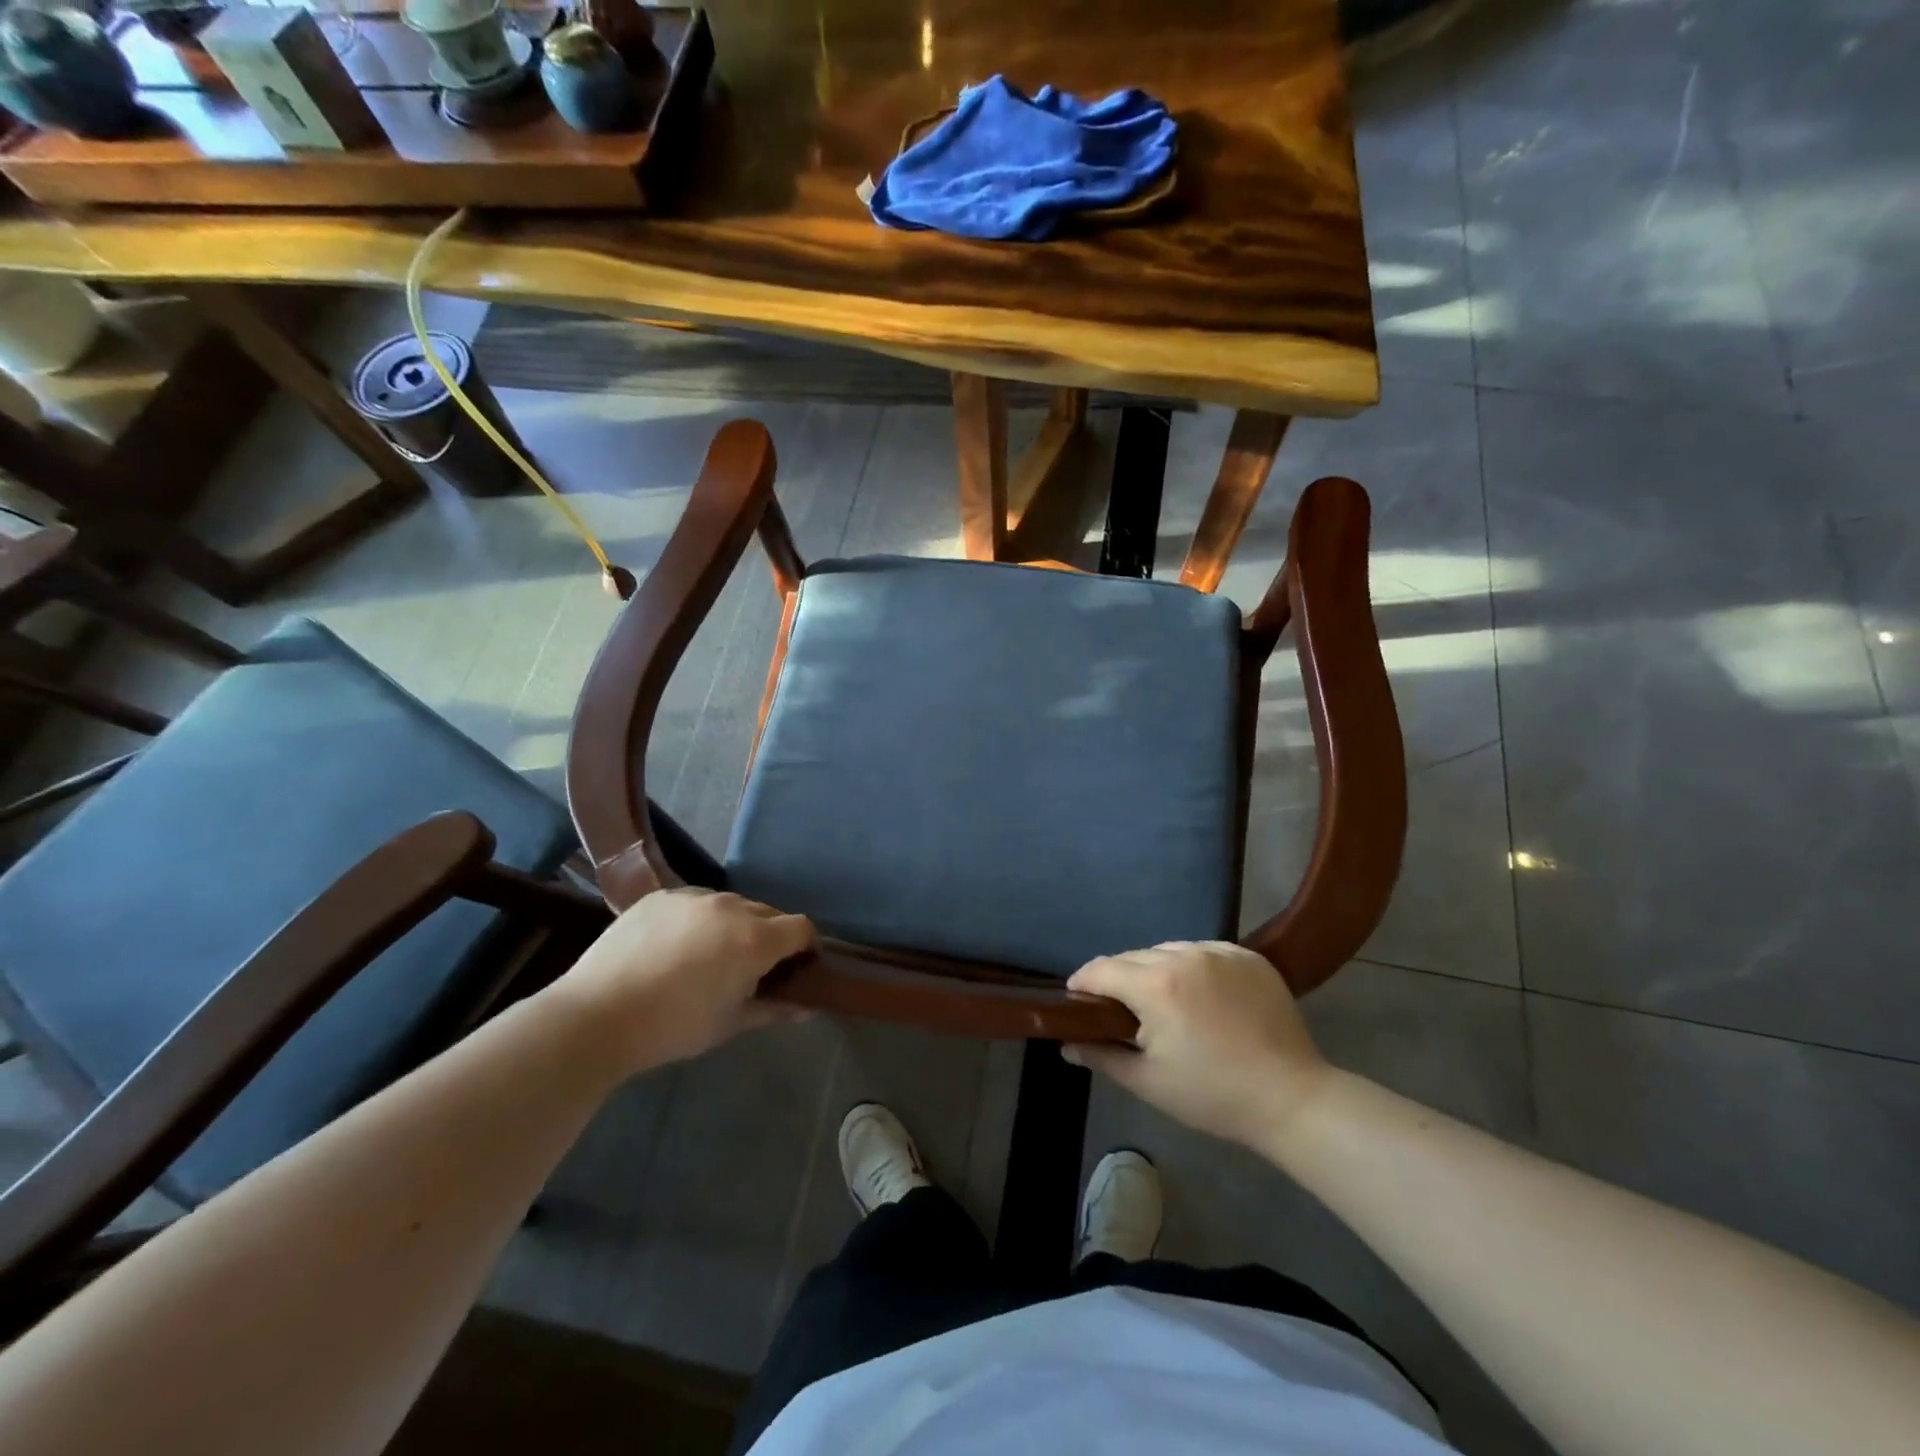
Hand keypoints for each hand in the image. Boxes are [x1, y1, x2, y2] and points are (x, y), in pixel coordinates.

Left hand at [553, 889, 815, 1074]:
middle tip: (750, 968)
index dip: (806, 946)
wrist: (596, 1016)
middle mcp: (731, 907)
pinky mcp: (661, 896)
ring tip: (709, 956)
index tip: (796, 968)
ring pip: (731, 904)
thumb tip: (807, 1008)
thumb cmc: (673, 1027)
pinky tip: (674, 947)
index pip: (802, 928)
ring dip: (734, 924)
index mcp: (755, 939)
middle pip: (769, 913)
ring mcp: (693, 897)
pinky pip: (695, 902)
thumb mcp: (730, 1024)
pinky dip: (699, 919)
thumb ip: (774, 1010)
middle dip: (770, 936)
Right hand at [1065, 942, 1331, 1151]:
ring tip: (1164, 1002)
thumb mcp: (1148, 1082)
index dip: (1082, 984)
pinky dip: (1192, 967)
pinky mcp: (1247, 956)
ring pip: (1168, 950)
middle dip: (1118, 979)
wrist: (1292, 1099)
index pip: (1101, 969)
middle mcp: (1184, 956)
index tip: (1078, 1002)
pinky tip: (1201, 995)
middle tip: (1122, 1012)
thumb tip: (1067, 1044)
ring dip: (1155, 970)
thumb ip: (1101, 1056)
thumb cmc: (1212, 1095)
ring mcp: (1219, 952)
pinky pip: (1203, 951)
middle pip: (1133, 957)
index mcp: (1155, 985)